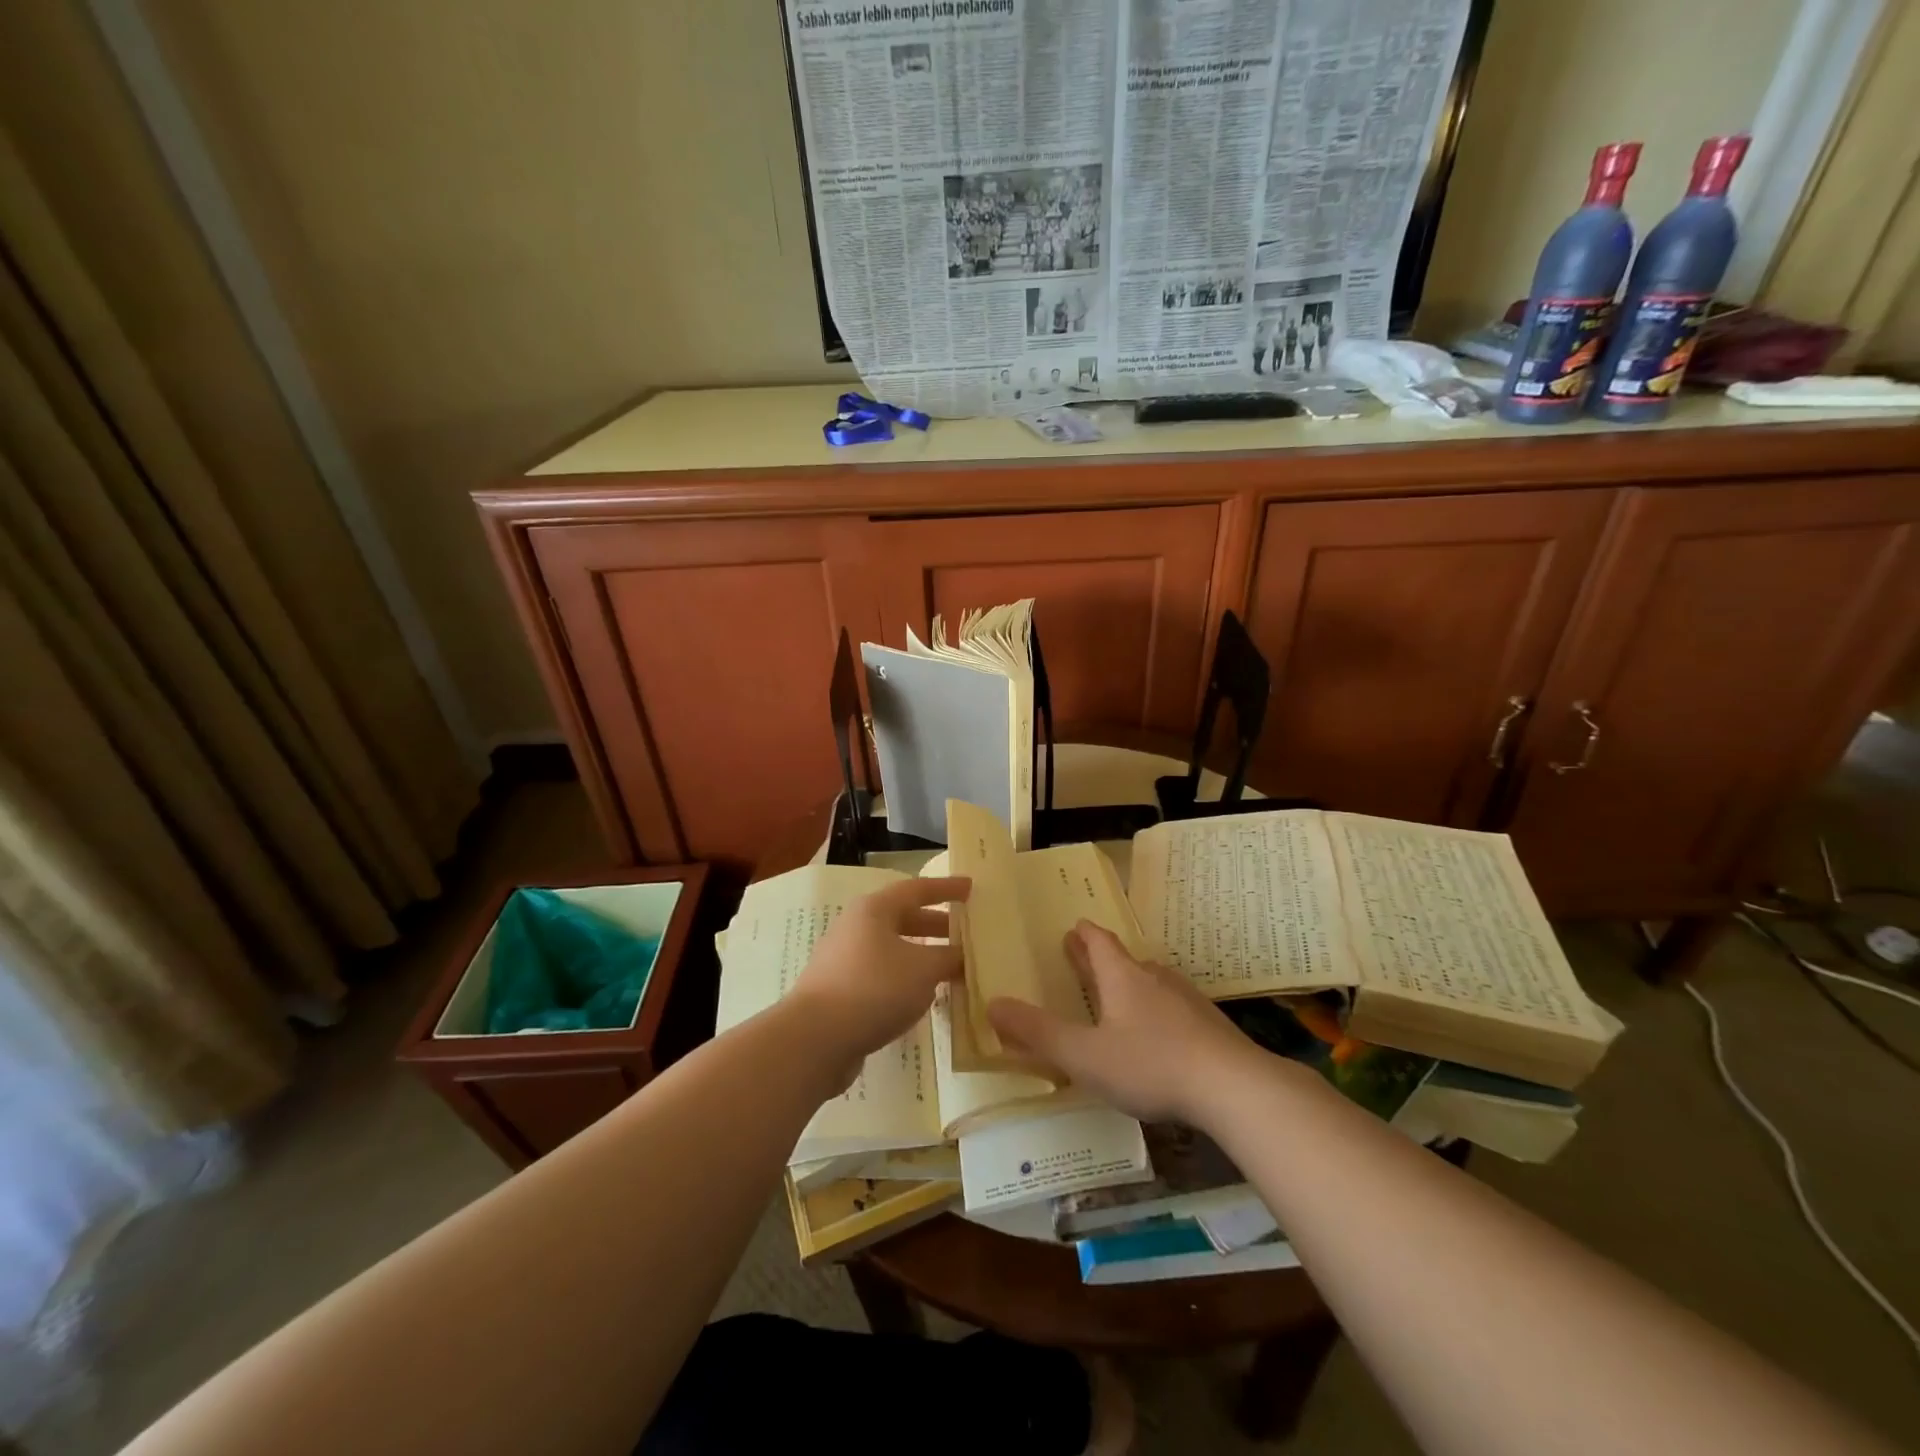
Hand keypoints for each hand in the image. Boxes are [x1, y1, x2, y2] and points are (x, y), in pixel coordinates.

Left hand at [789, 877, 970, 1088]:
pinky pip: (883, 976)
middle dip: (938, 925)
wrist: (814, 1040)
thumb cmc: (874, 988)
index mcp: (875, 910)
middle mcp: (857, 927)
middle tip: (968, 934)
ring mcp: (846, 960)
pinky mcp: (841, 992)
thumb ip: (949, 957)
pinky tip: (924, 998)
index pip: (918, 889)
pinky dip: (907, 980)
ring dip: (924, 956)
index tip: (971, 887)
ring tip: (953, 968)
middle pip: (905, 918)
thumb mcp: (923, 969)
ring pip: (894, 950)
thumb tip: (964, 955)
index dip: (947, 888)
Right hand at [987, 921, 1260, 1123]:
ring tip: (1120, 994)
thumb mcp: (1084, 1055)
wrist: (1233, 1087)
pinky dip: (1158, 1011)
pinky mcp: (1210, 1026)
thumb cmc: (1150, 1065)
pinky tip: (1160, 1035)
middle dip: (1102, 958)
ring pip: (1152, 982)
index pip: (1099, 942)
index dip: (1083, 935)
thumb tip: (992, 1004)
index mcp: (1123, 977)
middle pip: (1125, 959)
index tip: (1073, 927)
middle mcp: (1155, 979)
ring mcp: (1187, 1001)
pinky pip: (1175, 1008)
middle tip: (1085, 956)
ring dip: (1132, 983)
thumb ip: (1038, 1033)